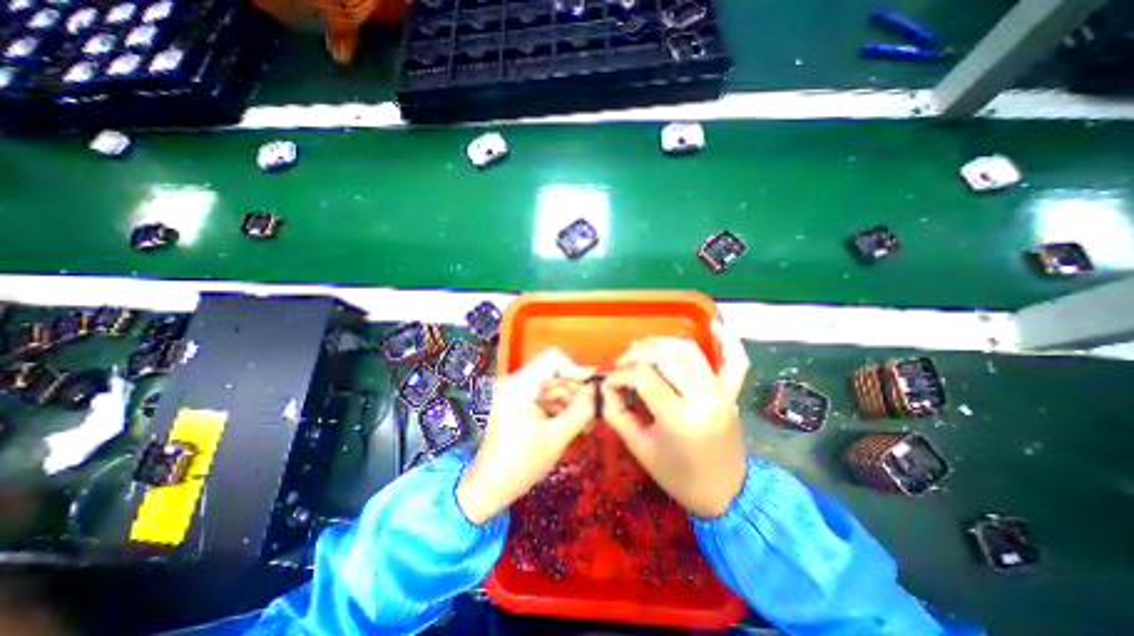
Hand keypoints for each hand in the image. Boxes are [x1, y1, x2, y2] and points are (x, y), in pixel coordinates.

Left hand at [454, 350, 596, 523]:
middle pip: (557, 374)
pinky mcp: (524, 405)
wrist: (490, 488)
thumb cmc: (519, 463)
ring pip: (556, 387)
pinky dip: (564, 410)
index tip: (593, 389)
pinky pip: (550, 399)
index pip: (553, 359)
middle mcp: (519, 382)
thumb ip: (581, 411)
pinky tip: (578, 426)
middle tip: (596, 411)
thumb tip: (598, 390)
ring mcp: (521, 394)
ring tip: (589, 425)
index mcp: (520, 384)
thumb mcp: (555, 437)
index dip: (576, 370)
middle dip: (578, 391)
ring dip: (574, 403)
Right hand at [601, 326, 750, 519]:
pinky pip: (735, 359)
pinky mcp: (731, 391)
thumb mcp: (639, 448)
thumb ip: (617, 413)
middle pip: (664, 355)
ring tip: (644, 350)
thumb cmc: (678, 477)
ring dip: (661, 343)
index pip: (642, 376)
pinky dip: (727, 340)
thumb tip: (606, 387)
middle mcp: (703, 396)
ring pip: (688, 349)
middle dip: (636, 354)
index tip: (609, 384)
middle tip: (622, 364)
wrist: (725, 493)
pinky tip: (715, 325)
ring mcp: (721, 391)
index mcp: (679, 417)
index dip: (619, 375)